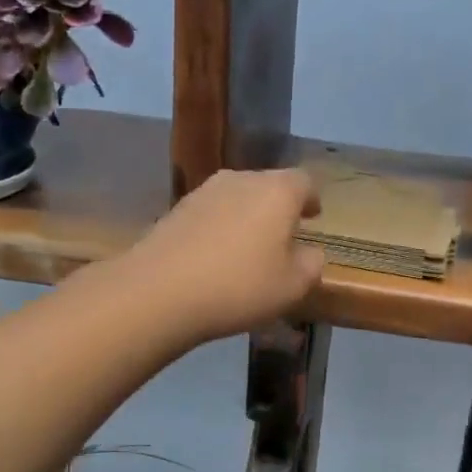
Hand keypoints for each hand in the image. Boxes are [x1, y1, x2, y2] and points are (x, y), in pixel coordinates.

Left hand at [126, 168, 325, 343]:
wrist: (157, 292)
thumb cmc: (239, 286)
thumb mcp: (292, 286)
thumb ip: (311, 264)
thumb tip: (309, 252)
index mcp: (277, 191)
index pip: (304, 181)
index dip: (312, 199)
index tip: (313, 217)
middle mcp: (241, 179)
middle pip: (269, 185)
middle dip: (279, 208)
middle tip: (283, 236)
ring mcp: (204, 192)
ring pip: (237, 197)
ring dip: (247, 217)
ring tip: (248, 248)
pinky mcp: (176, 209)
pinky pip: (211, 213)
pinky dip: (220, 228)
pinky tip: (216, 257)